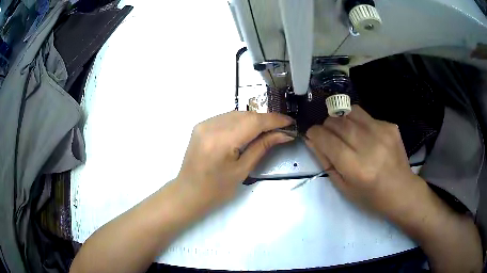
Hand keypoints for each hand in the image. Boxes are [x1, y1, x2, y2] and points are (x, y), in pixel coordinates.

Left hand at [176, 111, 294, 209]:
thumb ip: (262, 147)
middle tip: (280, 128)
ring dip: (254, 119)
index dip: (274, 120)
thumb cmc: (217, 190)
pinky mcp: (201, 125)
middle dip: (265, 119)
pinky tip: (247, 130)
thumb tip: (283, 134)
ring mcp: (203, 124)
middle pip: (245, 114)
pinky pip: (226, 117)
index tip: (290, 122)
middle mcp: (210, 126)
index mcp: (221, 141)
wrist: (189, 193)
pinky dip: (240, 121)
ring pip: (236, 113)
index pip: (254, 122)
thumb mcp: (243, 170)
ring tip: (267, 130)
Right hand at [305, 105, 424, 217]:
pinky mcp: (390, 126)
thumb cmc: (370, 196)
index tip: (312, 135)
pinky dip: (358, 123)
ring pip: (350, 111)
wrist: (401, 191)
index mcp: (356, 167)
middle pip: (337, 121)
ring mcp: (382, 132)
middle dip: (326, 125)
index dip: (314, 133)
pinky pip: (365, 116)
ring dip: (341, 119)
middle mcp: (369, 146)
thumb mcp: (343, 187)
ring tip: (345, 132)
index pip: (327, 139)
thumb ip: (325, 161)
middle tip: (329, 136)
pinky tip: (365, 136)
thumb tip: (311, 139)